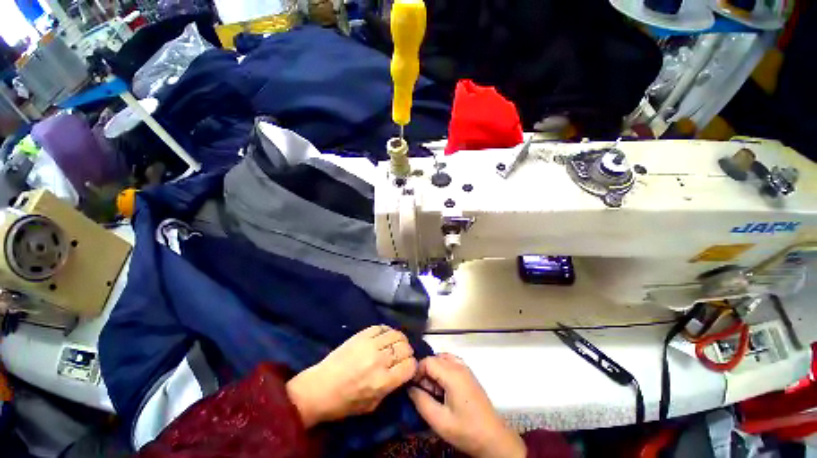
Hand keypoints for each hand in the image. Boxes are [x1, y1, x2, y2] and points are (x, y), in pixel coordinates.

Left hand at [286, 325, 416, 426]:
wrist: (319, 387)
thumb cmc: (345, 402)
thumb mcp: (372, 405)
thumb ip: (391, 388)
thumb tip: (403, 372)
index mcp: (382, 381)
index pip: (410, 365)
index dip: (412, 366)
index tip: (408, 368)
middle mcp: (379, 360)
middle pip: (405, 348)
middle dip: (408, 352)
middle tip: (403, 356)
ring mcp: (370, 345)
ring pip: (396, 334)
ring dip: (400, 340)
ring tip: (396, 345)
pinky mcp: (361, 335)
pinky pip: (381, 327)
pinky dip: (387, 331)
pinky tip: (385, 337)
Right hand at [408, 354, 525, 457]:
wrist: (493, 439)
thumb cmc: (466, 430)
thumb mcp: (439, 420)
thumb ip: (421, 402)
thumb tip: (409, 388)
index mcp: (452, 374)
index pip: (427, 361)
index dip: (417, 372)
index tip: (412, 387)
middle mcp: (459, 365)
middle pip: (435, 359)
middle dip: (425, 373)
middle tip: (423, 392)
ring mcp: (466, 369)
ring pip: (442, 360)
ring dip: (433, 372)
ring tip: (432, 391)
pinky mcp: (469, 374)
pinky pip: (451, 364)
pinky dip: (442, 371)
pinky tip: (442, 389)